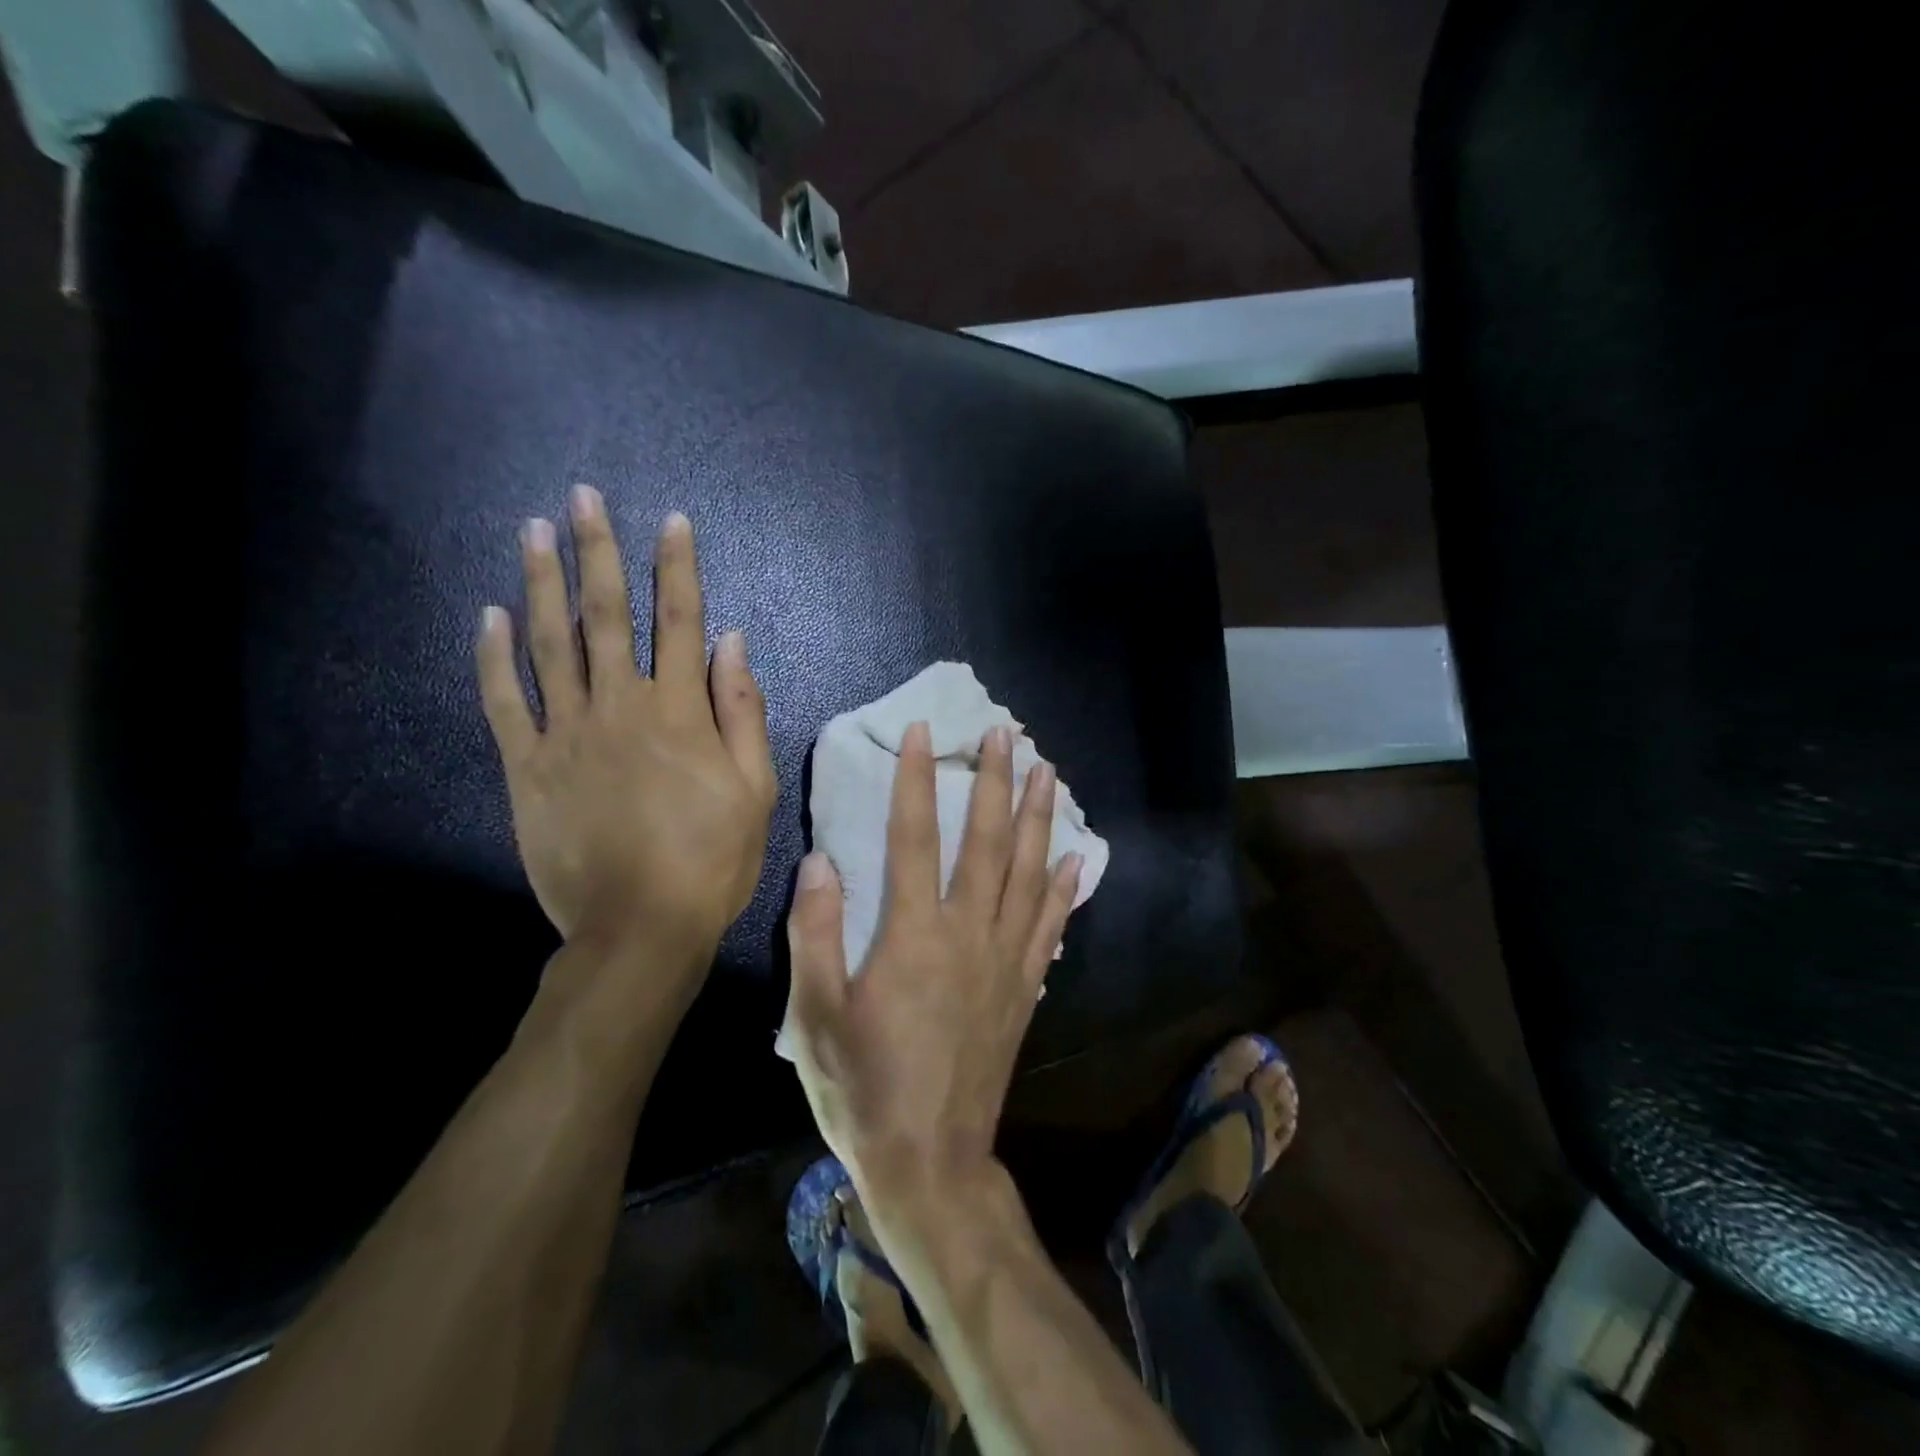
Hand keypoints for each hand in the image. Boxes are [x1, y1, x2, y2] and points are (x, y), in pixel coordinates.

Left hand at [477, 486, 776, 975]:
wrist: (640, 927)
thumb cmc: (711, 859)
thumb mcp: (755, 789)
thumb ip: (742, 712)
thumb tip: (733, 644)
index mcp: (680, 713)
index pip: (681, 622)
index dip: (678, 568)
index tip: (673, 521)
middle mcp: (620, 707)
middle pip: (607, 616)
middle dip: (598, 551)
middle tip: (583, 498)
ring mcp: (566, 734)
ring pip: (550, 644)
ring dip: (543, 583)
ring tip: (534, 531)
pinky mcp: (528, 767)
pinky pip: (505, 701)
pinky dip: (495, 656)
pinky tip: (491, 615)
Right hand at [783, 721, 1083, 1204]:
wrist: (930, 1163)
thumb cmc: (862, 1089)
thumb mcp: (815, 1016)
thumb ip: (814, 934)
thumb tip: (820, 861)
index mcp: (912, 936)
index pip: (914, 837)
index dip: (917, 780)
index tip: (924, 733)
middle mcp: (967, 935)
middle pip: (986, 841)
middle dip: (995, 782)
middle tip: (1006, 735)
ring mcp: (1005, 961)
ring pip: (1027, 873)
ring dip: (1037, 818)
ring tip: (1046, 773)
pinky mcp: (1024, 990)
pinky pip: (1050, 928)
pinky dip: (1063, 890)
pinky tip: (1076, 859)